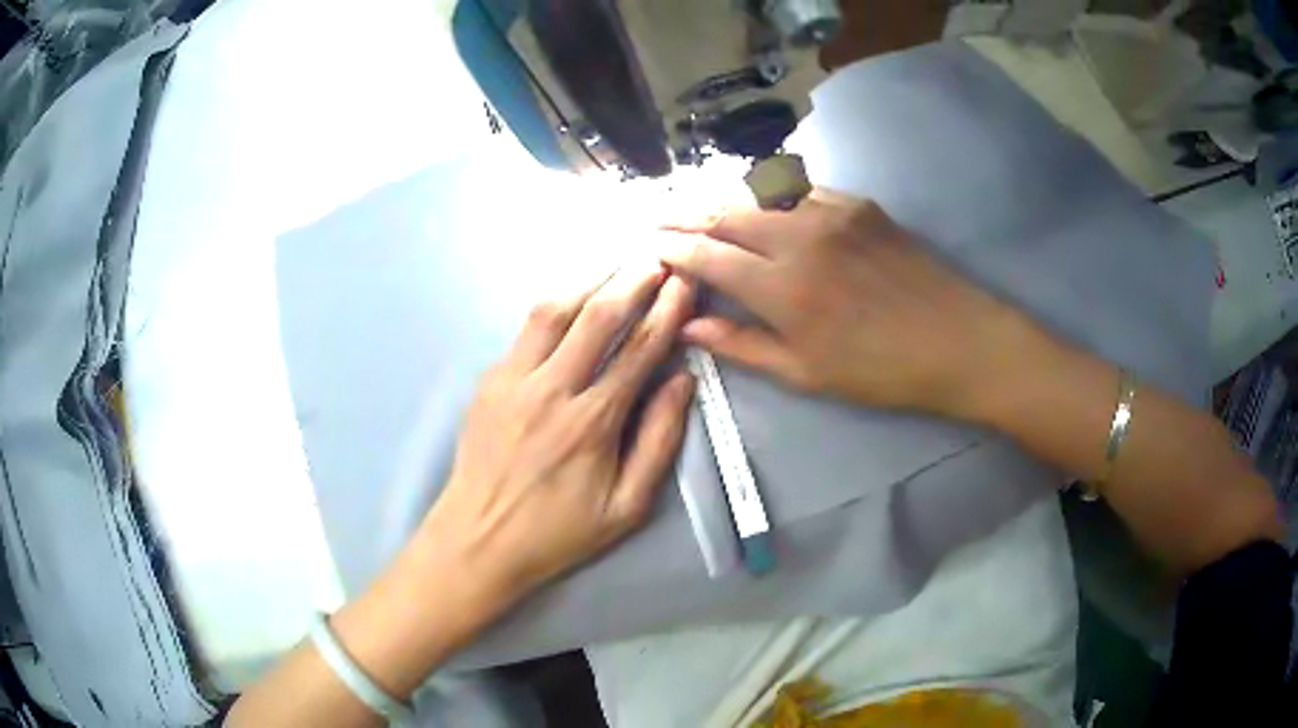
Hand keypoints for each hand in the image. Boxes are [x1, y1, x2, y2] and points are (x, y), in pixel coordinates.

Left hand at [419, 263, 695, 609]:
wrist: (478, 539)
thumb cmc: (557, 531)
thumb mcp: (626, 507)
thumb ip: (659, 442)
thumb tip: (682, 381)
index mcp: (592, 423)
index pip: (640, 348)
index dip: (667, 309)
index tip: (685, 281)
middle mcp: (551, 389)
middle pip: (598, 315)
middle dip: (633, 278)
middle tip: (657, 256)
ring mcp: (512, 379)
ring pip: (554, 310)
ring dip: (590, 279)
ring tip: (618, 262)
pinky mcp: (489, 380)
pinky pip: (526, 329)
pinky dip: (557, 305)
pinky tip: (573, 298)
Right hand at [661, 192, 1028, 417]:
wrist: (958, 340)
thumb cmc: (882, 371)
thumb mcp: (807, 374)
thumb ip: (744, 346)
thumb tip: (690, 327)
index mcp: (783, 289)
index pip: (707, 257)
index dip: (671, 249)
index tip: (647, 246)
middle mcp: (799, 238)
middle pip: (723, 213)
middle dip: (682, 213)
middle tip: (655, 215)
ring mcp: (830, 212)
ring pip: (755, 192)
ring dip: (718, 196)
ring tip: (693, 203)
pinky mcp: (857, 202)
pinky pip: (797, 186)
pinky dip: (764, 190)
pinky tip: (753, 198)